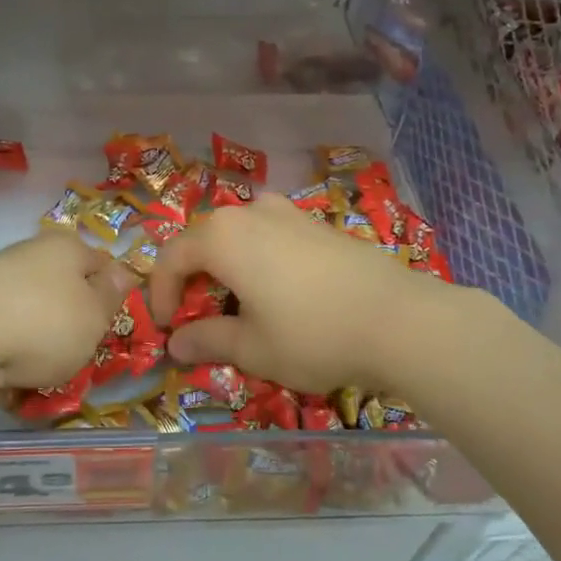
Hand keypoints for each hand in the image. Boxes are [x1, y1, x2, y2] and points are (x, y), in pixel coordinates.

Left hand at [0, 231, 133, 415]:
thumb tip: (122, 272)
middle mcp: (29, 262)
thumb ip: (112, 296)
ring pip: (37, 326)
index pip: (100, 263)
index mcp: (63, 248)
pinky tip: (19, 387)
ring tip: (52, 379)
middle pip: (66, 297)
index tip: (118, 324)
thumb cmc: (44, 322)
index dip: (113, 292)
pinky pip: (7, 349)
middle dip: (77, 329)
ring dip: (45, 354)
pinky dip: (14, 368)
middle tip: (88, 357)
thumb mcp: (95, 313)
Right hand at [147, 195, 444, 393]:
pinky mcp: (318, 224)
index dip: (160, 294)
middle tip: (201, 320)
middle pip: (203, 241)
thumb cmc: (312, 335)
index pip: (171, 258)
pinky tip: (281, 296)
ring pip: (238, 237)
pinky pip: (270, 237)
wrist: (400, 319)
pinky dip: (258, 262)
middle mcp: (250, 212)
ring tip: (241, 308)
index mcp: (222, 237)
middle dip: (194, 281)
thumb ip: (207, 340)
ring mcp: (288, 213)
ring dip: (227, 270)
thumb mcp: (252, 348)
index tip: (168, 329)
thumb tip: (176, 343)